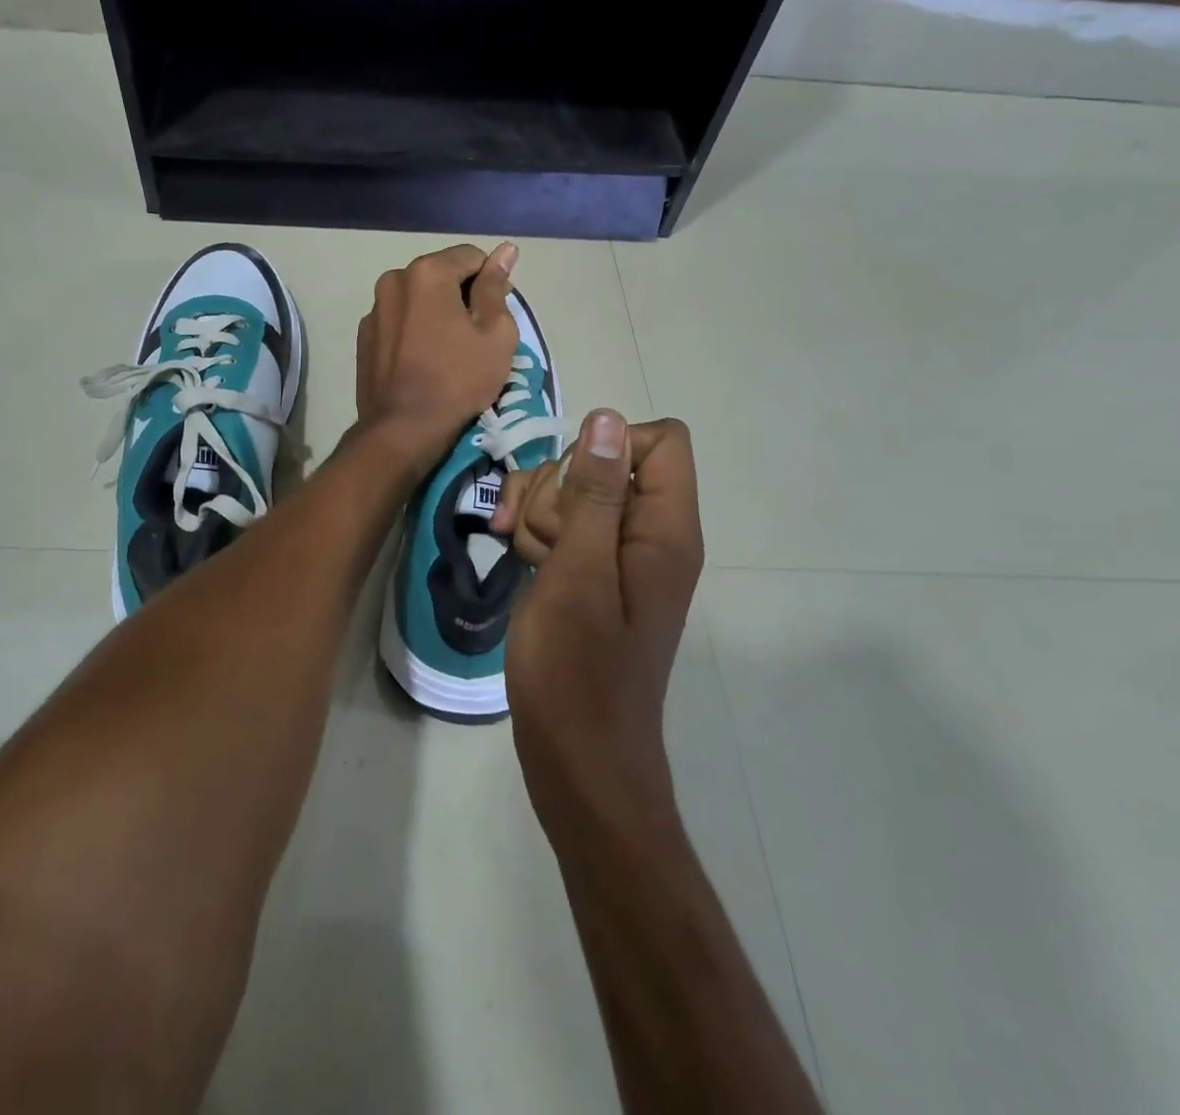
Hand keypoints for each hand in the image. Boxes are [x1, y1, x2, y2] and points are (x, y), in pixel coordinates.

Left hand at [356, 242, 519, 475]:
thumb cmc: (458, 379)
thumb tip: (505, 250)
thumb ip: (496, 287)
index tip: (498, 314)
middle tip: (476, 335)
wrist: (403, 428)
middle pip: (440, 275)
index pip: (471, 257)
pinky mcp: (364, 337)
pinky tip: (423, 360)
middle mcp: (393, 280)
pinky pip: (398, 321)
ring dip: (436, 312)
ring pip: (417, 299)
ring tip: (448, 350)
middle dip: (461, 295)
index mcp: (426, 272)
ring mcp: (374, 309)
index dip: (491, 282)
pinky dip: (414, 330)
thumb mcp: (495, 333)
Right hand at [494, 410, 704, 826]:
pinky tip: (515, 555)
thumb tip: (605, 419)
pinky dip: (534, 531)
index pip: (658, 440)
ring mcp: (615, 556)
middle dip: (558, 486)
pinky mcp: (588, 574)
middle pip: (604, 460)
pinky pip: (560, 524)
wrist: (577, 760)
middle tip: (540, 540)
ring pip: (572, 490)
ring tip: (524, 556)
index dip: (608, 446)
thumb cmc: (577, 672)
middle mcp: (647, 535)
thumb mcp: (578, 574)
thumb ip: (594, 495)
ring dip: (536, 510)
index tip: (570, 489)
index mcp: (664, 530)